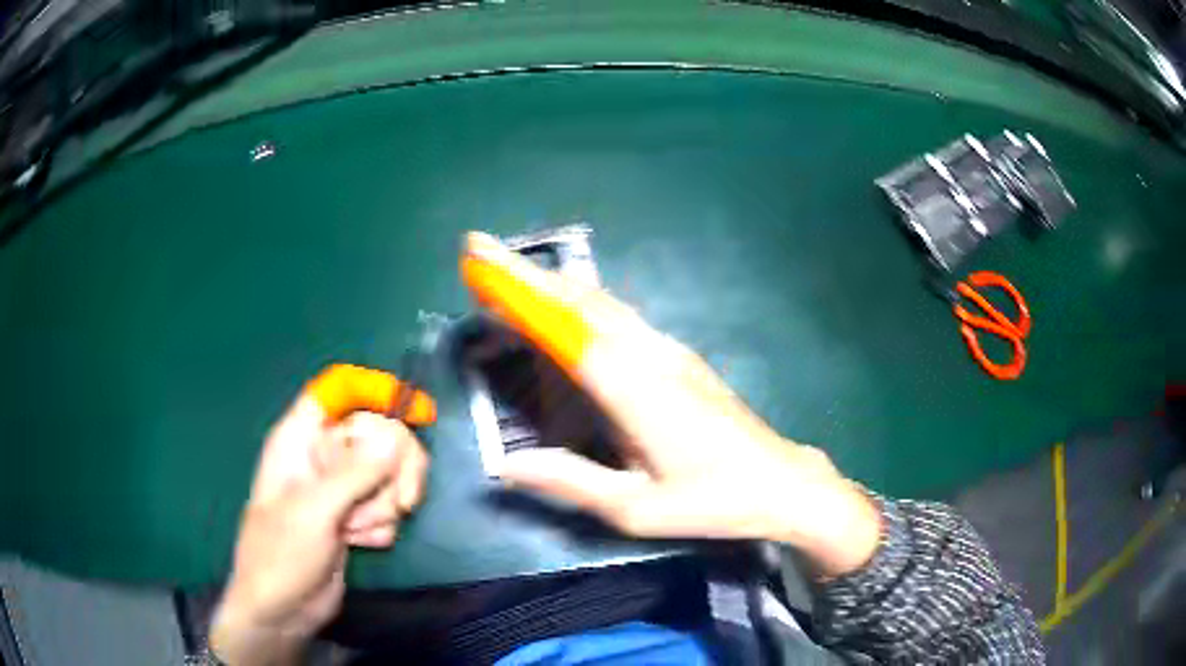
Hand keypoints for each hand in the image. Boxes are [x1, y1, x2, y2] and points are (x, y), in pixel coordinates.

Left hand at [211, 368, 432, 665]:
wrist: (283, 608)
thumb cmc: (281, 553)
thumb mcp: (314, 510)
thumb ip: (356, 473)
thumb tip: (396, 435)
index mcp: (300, 439)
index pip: (337, 392)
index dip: (373, 391)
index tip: (414, 411)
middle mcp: (322, 456)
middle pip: (377, 433)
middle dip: (395, 468)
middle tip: (404, 500)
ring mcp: (340, 488)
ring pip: (388, 473)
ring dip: (382, 506)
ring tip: (355, 531)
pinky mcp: (354, 516)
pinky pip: (386, 505)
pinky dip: (379, 526)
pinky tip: (357, 543)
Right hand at [461, 232, 880, 576]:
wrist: (779, 481)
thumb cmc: (712, 501)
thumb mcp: (636, 508)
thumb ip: (570, 481)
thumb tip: (505, 467)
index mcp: (635, 390)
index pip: (566, 328)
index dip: (519, 292)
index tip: (480, 263)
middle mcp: (650, 355)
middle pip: (580, 301)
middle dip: (525, 272)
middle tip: (479, 250)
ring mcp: (668, 350)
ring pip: (602, 302)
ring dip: (552, 282)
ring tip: (509, 272)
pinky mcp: (679, 356)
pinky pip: (620, 316)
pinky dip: (580, 301)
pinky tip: (565, 302)